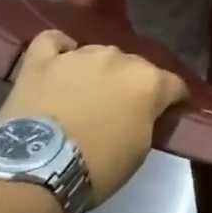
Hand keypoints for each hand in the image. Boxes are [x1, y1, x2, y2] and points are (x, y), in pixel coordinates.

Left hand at [0, 30, 188, 203]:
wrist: (36, 171)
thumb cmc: (97, 167)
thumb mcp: (140, 150)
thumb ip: (148, 119)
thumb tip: (145, 111)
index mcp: (149, 81)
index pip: (174, 84)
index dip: (175, 99)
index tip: (170, 112)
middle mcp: (118, 58)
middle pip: (135, 66)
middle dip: (132, 83)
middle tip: (121, 108)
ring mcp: (78, 55)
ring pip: (98, 53)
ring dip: (99, 70)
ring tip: (87, 92)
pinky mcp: (41, 61)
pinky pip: (53, 41)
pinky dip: (60, 49)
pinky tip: (60, 61)